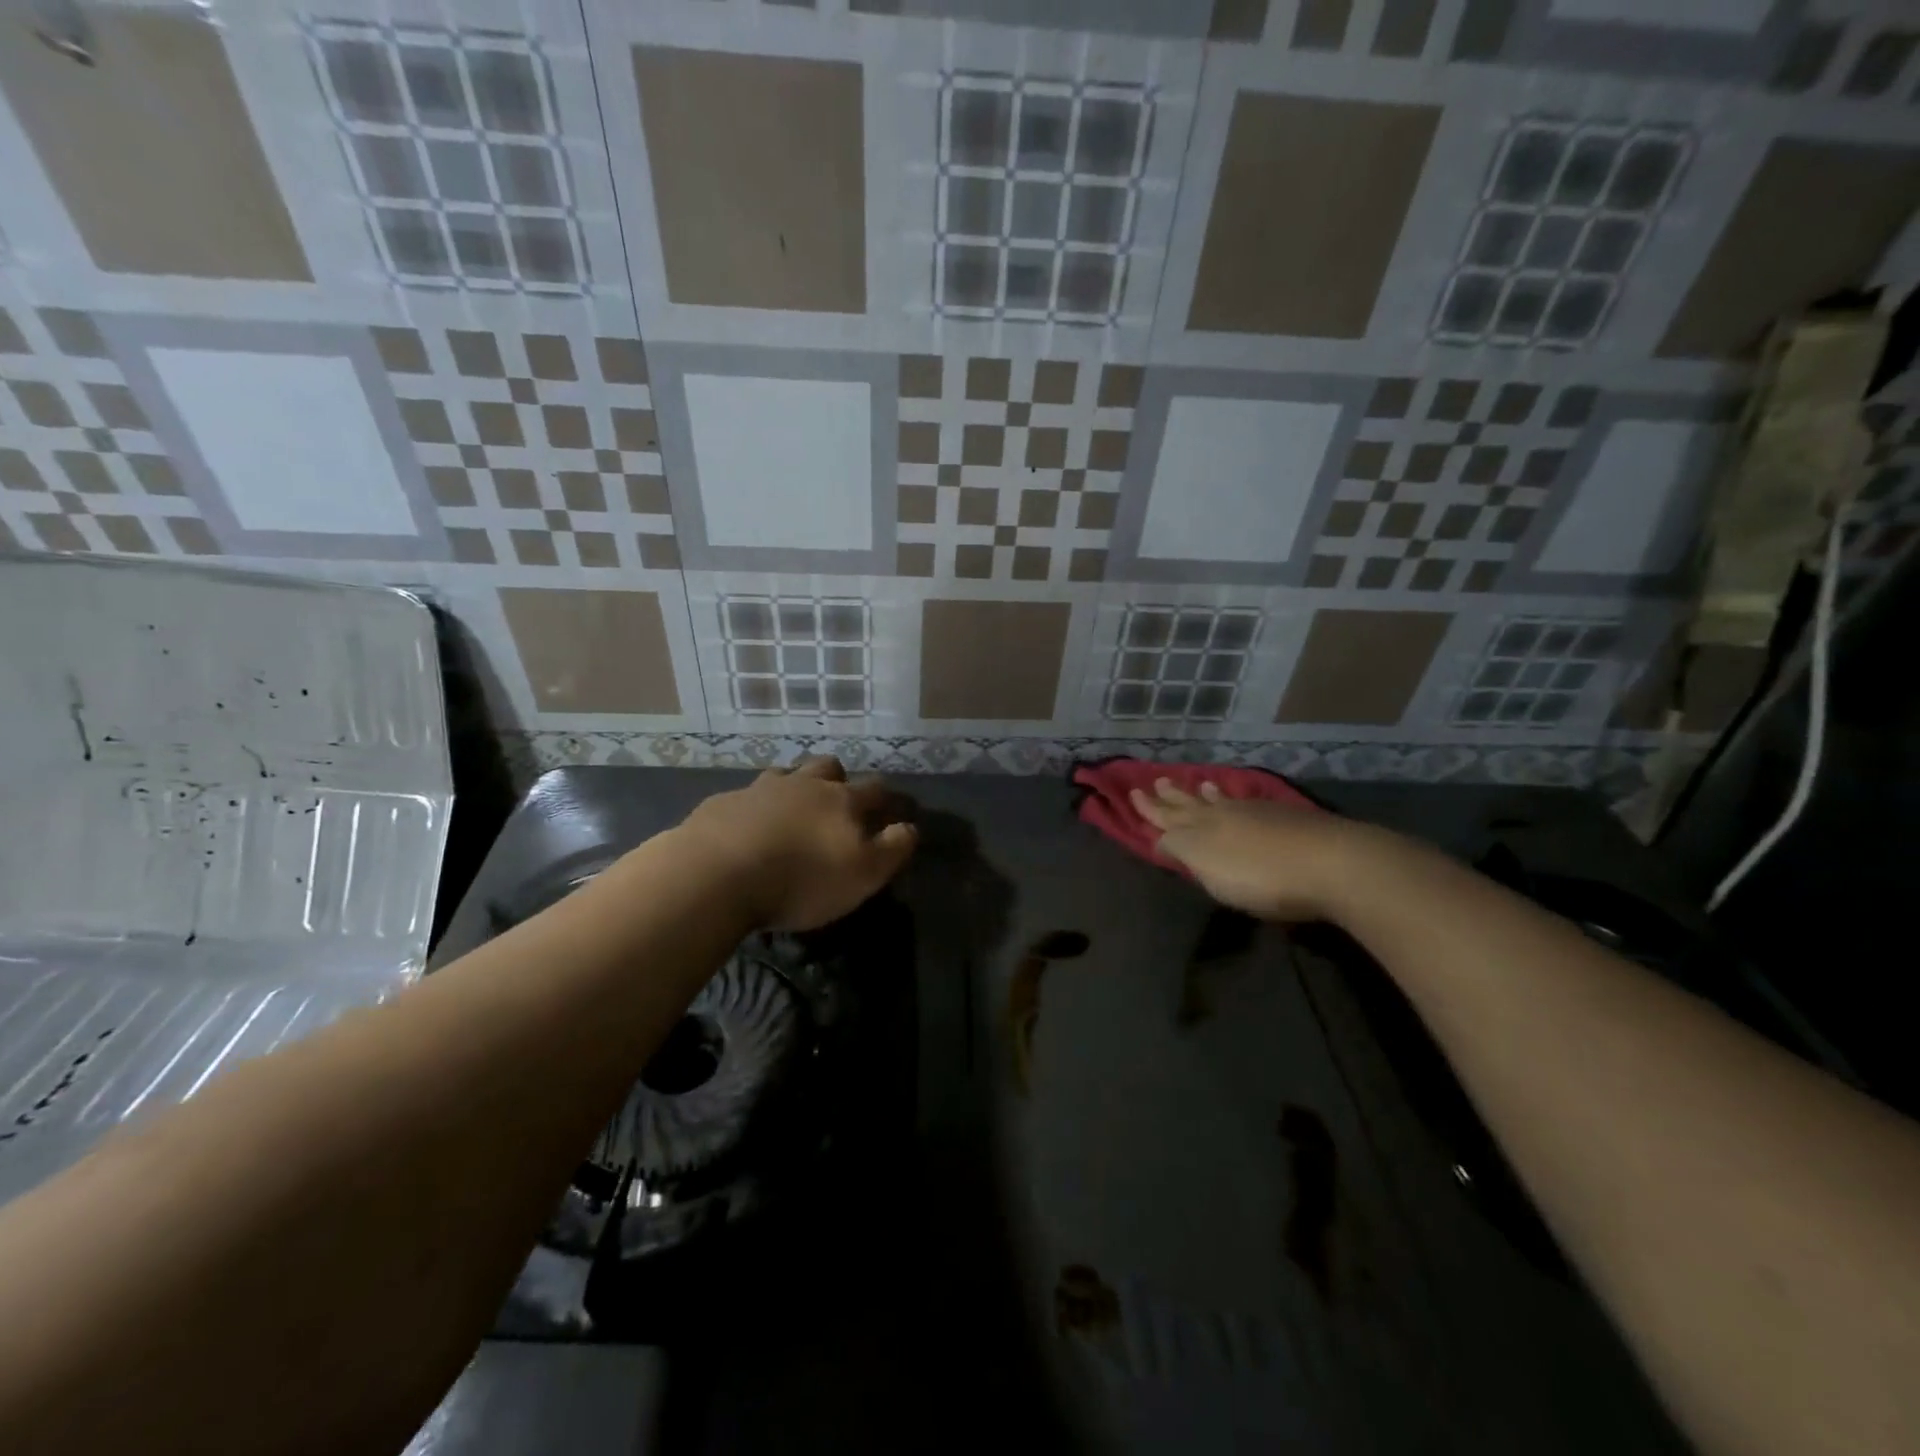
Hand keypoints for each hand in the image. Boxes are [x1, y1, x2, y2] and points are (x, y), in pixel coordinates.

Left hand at [673, 757, 916, 930]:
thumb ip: (893, 849)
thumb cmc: (801, 879)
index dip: (888, 800)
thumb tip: (910, 827)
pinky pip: (745, 797)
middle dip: (838, 780)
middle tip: (837, 804)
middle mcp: (803, 785)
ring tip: (791, 812)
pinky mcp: (722, 803)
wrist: (716, 875)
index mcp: (841, 800)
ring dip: (794, 788)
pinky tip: (747, 830)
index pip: (875, 789)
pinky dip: (753, 808)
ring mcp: (759, 789)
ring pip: (785, 775)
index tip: (893, 812)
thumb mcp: (863, 874)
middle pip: (828, 767)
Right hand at [1129, 778, 1368, 922]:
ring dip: (1205, 794)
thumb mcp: (1209, 869)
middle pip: (1192, 804)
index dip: (1149, 810)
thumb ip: (1182, 851)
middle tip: (1157, 782)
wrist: (1331, 862)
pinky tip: (1241, 800)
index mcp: (1201, 830)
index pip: (1168, 818)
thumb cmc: (1261, 876)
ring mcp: (1258, 813)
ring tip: (1198, 784)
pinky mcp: (1287, 818)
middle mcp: (1224, 814)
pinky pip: (1248, 802)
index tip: (1132, 795)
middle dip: (1172, 797)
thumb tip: (1159, 838)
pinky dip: (1236, 799)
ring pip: (1222, 800)